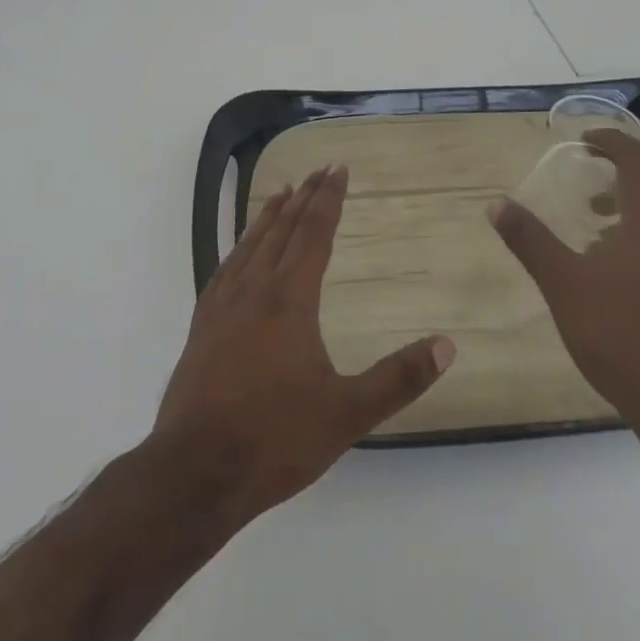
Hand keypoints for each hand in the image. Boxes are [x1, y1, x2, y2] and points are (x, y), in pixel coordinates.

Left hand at [155, 166, 454, 524]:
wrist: (194, 472)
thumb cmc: (274, 439)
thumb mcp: (346, 414)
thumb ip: (397, 379)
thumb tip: (446, 345)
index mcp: (289, 300)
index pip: (313, 234)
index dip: (328, 199)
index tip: (338, 168)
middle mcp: (254, 290)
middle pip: (282, 230)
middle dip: (304, 197)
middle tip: (318, 169)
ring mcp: (222, 307)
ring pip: (250, 245)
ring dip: (269, 216)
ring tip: (282, 192)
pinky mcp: (201, 327)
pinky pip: (225, 269)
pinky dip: (239, 247)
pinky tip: (240, 253)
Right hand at [490, 128, 639, 449]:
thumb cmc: (621, 334)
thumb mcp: (563, 284)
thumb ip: (530, 240)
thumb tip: (497, 204)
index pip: (638, 158)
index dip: (611, 142)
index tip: (583, 142)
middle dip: (626, 170)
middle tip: (592, 178)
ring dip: (639, 202)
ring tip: (599, 224)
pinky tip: (622, 266)